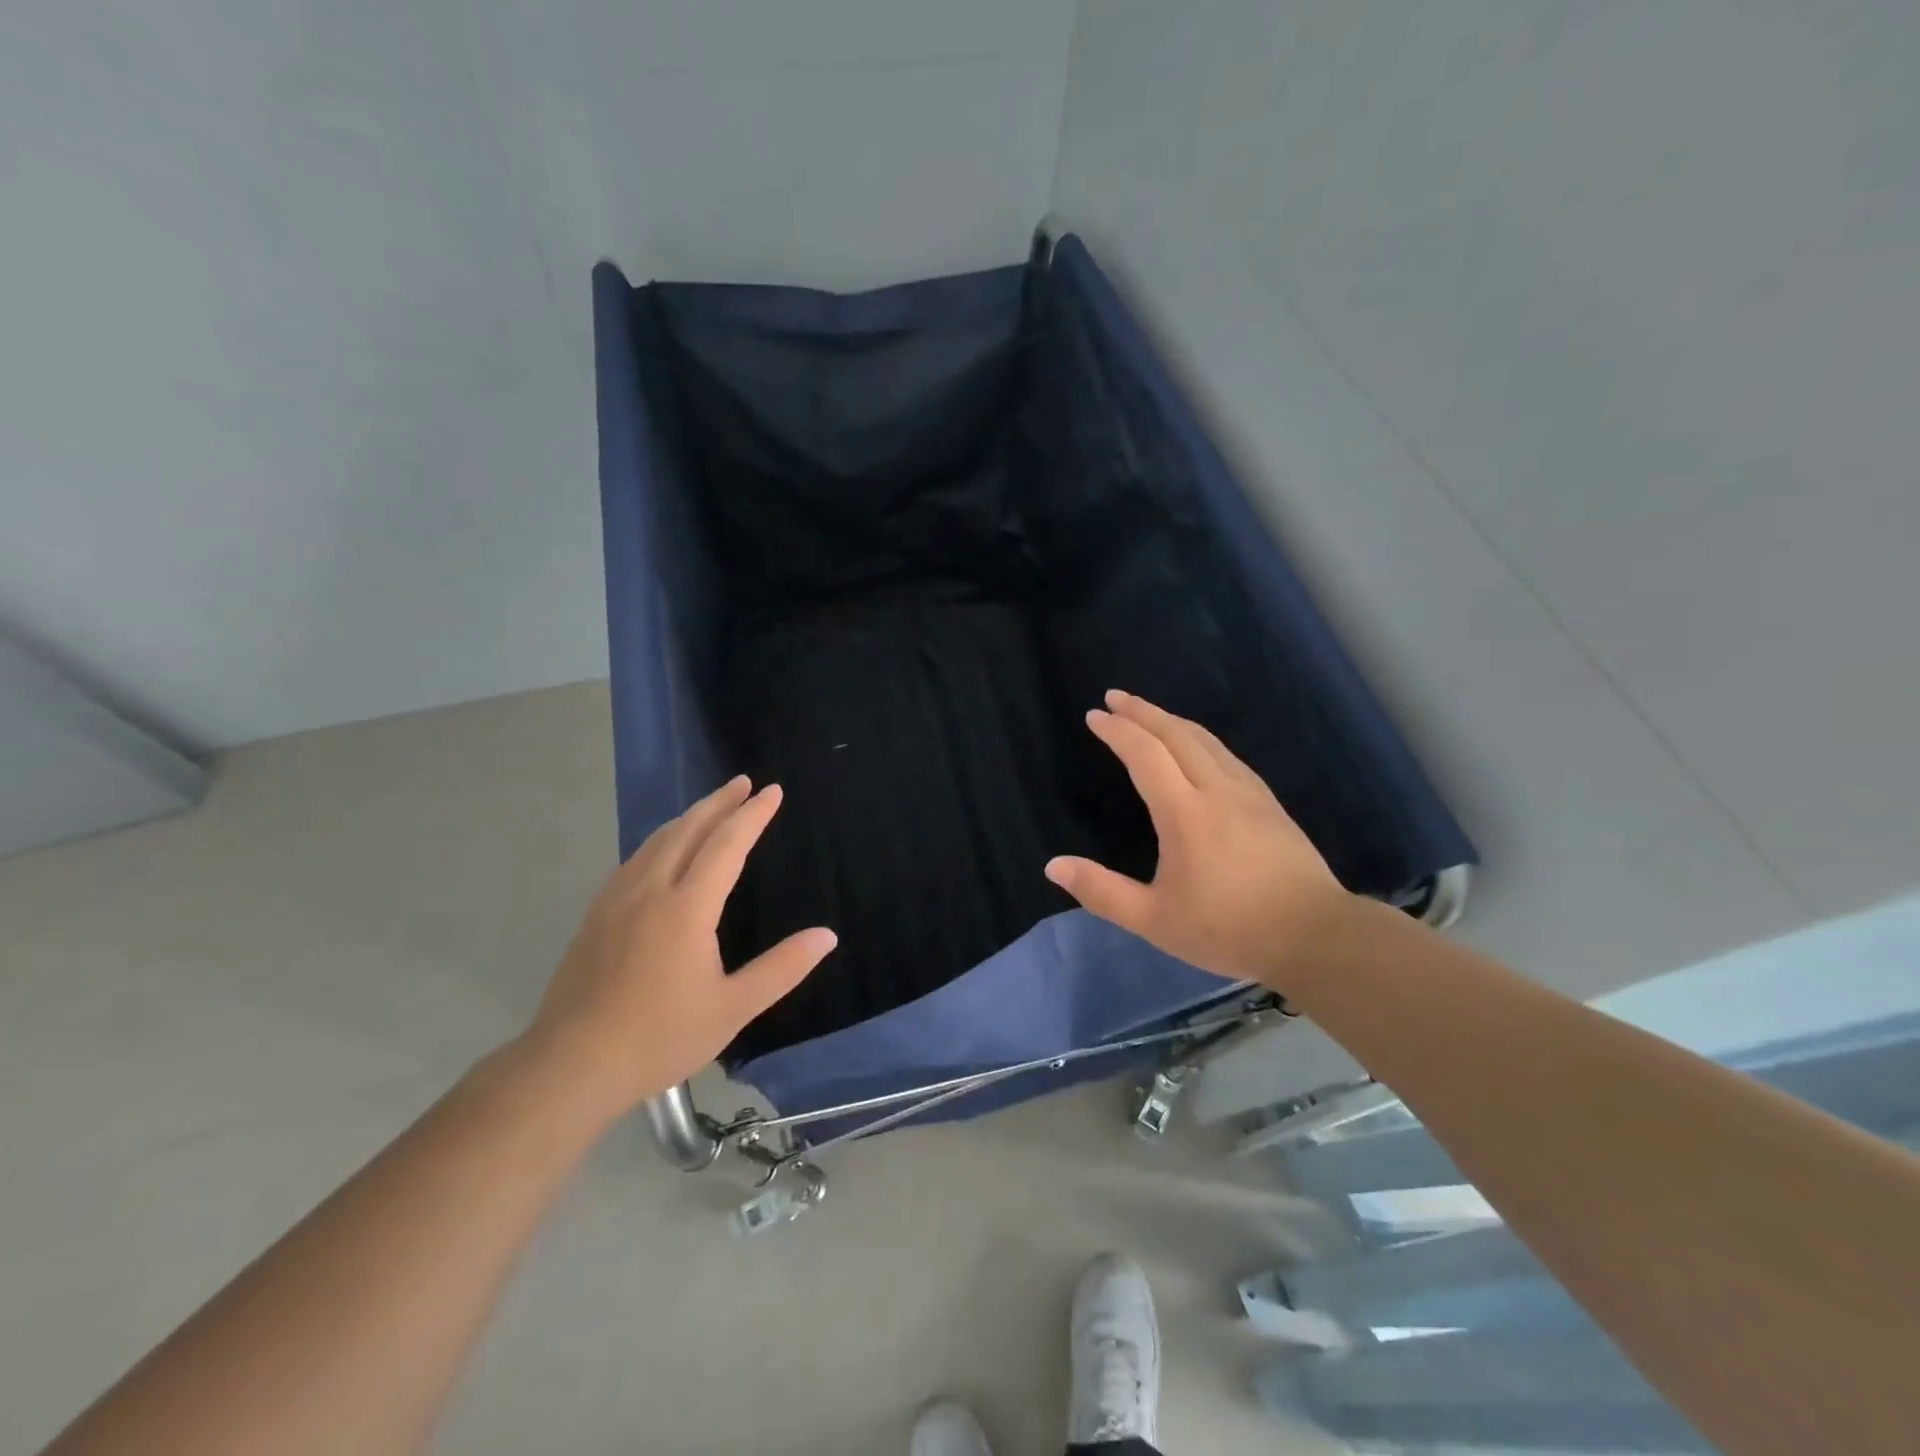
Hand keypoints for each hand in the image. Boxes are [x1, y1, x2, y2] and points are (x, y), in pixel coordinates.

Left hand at [522, 777, 835, 1117]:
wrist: (571, 1064)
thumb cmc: (660, 1036)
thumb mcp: (733, 1008)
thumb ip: (782, 968)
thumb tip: (827, 936)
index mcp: (686, 908)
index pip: (726, 845)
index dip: (752, 815)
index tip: (772, 791)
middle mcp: (650, 890)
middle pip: (688, 829)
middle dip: (719, 802)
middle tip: (743, 782)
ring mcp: (617, 900)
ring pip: (657, 841)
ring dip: (689, 817)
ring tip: (710, 806)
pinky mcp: (596, 915)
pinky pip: (635, 859)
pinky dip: (661, 839)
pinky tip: (663, 849)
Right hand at [1044, 690, 1352, 990]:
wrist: (1316, 936)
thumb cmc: (1229, 929)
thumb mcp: (1155, 920)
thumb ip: (1102, 892)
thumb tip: (1053, 866)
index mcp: (1185, 812)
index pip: (1145, 755)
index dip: (1117, 731)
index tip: (1094, 715)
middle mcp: (1217, 789)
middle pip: (1176, 734)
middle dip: (1142, 711)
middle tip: (1114, 697)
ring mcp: (1249, 793)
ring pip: (1205, 740)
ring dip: (1171, 720)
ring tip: (1148, 714)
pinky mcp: (1269, 803)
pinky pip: (1226, 754)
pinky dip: (1199, 738)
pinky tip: (1198, 747)